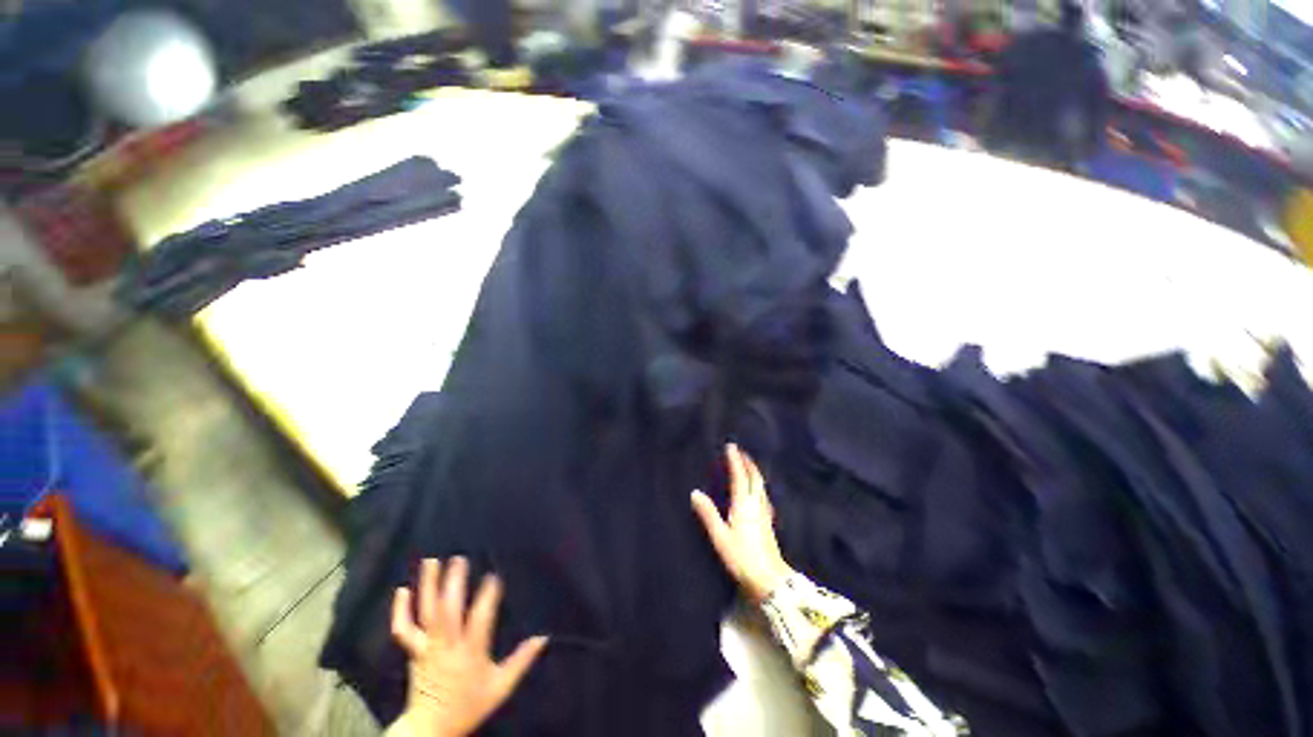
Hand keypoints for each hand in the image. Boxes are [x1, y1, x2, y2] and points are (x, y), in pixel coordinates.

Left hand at [391, 557, 547, 736]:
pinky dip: (400, 610)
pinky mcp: (412, 651)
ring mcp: (426, 647)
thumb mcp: (501, 687)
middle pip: (447, 611)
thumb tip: (544, 636)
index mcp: (470, 653)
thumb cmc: (468, 705)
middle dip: (453, 584)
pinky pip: (403, 629)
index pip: (479, 620)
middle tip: (459, 558)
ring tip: (431, 561)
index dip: (486, 597)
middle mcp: (447, 646)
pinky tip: (402, 590)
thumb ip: (521, 661)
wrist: (430, 729)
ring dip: (428, 587)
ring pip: (426, 614)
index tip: (493, 575)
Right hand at [691, 444, 794, 601]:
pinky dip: (758, 485)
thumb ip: (708, 514)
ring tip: (748, 466)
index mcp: (744, 505)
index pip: (740, 477)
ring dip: (754, 472)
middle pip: (754, 478)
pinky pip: (763, 495)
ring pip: (761, 486)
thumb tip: (695, 492)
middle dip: (748, 463)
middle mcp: (756, 505)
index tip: (731, 446)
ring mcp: (765, 513)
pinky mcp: (769, 522)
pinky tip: (758, 492)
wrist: (770, 580)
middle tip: (741, 452)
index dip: (735, 460)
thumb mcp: (720, 537)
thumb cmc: (742, 558)